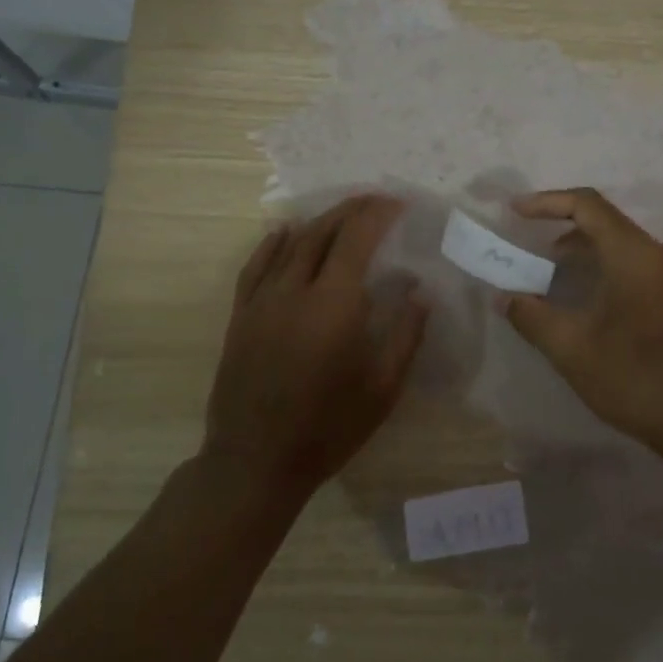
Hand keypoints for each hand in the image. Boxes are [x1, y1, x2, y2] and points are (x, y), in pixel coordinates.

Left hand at [204, 195, 427, 500]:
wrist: (255, 461)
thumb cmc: (328, 428)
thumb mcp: (382, 389)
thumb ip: (405, 336)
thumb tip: (421, 294)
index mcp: (334, 305)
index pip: (356, 239)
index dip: (378, 214)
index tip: (398, 203)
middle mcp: (295, 291)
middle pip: (322, 233)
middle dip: (351, 210)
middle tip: (375, 200)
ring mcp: (262, 301)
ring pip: (290, 244)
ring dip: (318, 222)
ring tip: (341, 213)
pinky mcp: (241, 316)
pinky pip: (255, 266)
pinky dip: (272, 243)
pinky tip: (283, 232)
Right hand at [502, 188, 662, 448]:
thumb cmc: (635, 376)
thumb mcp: (572, 348)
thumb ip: (532, 316)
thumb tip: (504, 298)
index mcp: (633, 254)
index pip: (586, 205)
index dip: (546, 202)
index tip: (514, 212)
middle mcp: (656, 254)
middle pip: (602, 222)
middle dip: (559, 229)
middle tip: (525, 247)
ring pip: (617, 245)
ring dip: (579, 253)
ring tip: (545, 274)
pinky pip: (631, 265)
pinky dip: (599, 269)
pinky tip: (579, 299)